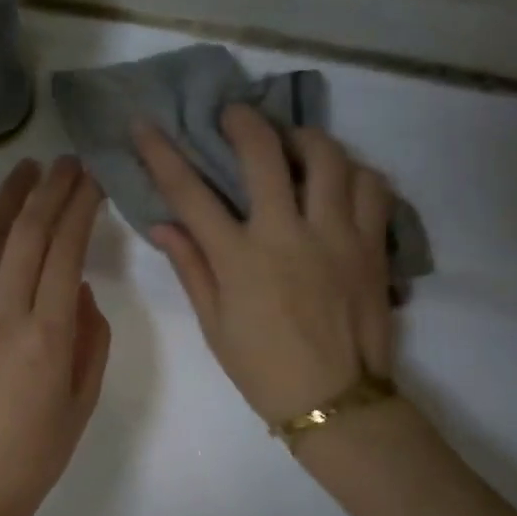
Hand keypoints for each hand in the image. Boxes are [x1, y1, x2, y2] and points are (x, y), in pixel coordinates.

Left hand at [0, 156, 111, 515]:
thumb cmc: (40, 450)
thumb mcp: (84, 398)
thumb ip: (91, 337)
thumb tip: (81, 290)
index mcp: (49, 335)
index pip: (66, 250)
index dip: (81, 207)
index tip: (93, 180)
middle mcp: (5, 315)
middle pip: (29, 235)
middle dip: (51, 191)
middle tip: (67, 162)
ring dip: (8, 200)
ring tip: (27, 168)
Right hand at [134, 107, 393, 421]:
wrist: (335, 400)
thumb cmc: (264, 370)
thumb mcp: (215, 325)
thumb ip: (192, 268)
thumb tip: (163, 225)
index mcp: (240, 259)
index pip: (190, 193)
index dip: (161, 153)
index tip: (144, 125)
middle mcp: (287, 234)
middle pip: (263, 153)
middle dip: (243, 122)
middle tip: (235, 115)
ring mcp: (336, 235)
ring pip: (327, 157)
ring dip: (304, 138)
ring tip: (293, 142)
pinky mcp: (372, 244)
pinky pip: (372, 186)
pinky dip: (354, 172)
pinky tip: (340, 179)